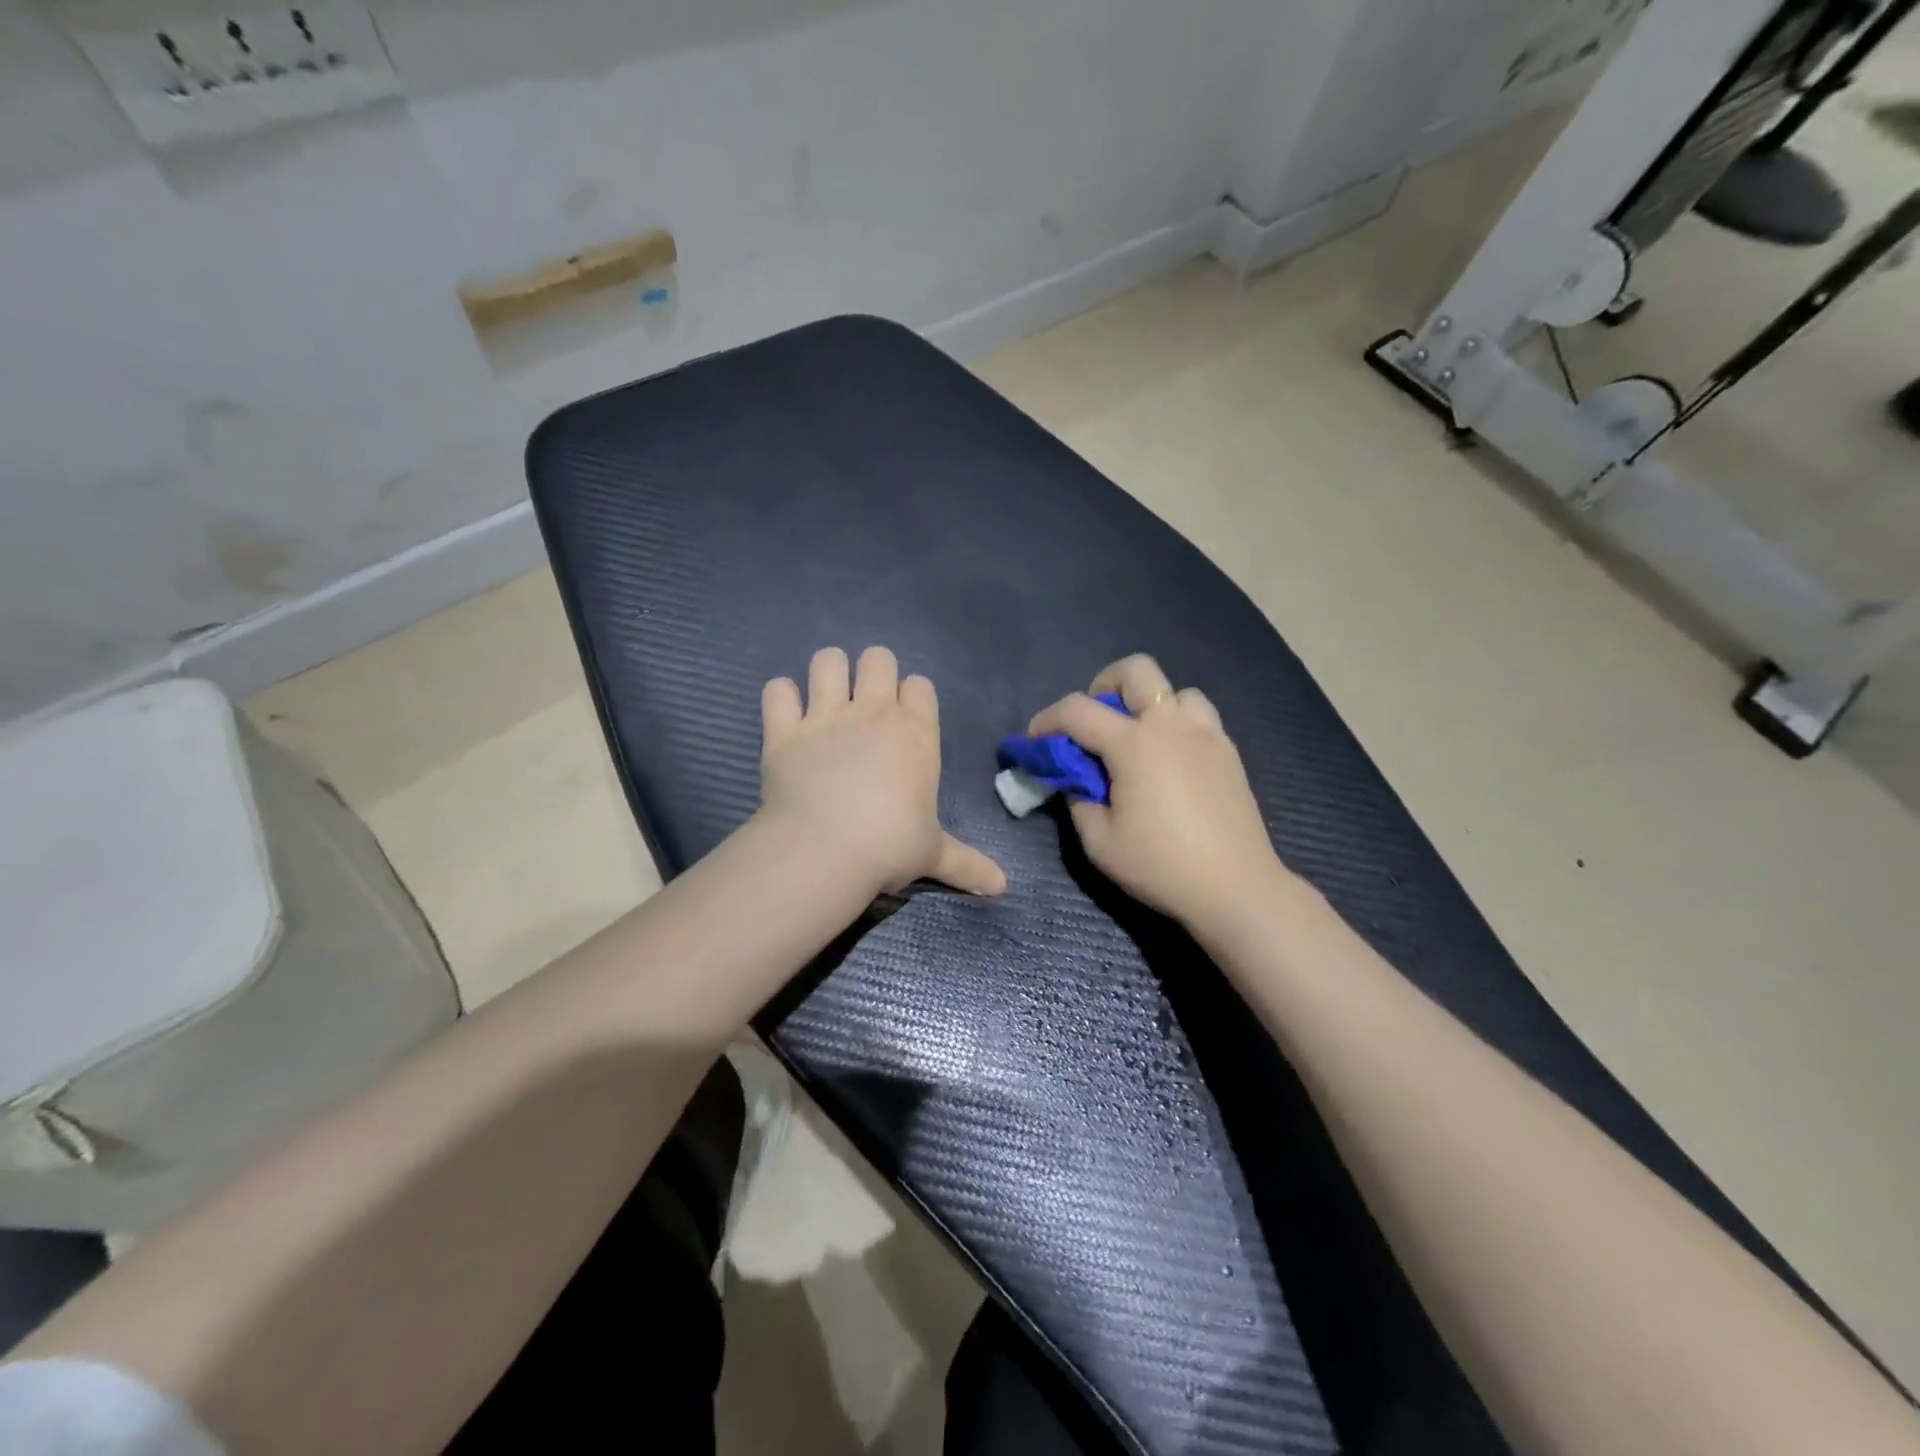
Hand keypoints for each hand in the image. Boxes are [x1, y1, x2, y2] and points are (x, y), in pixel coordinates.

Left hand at [759, 647, 1006, 897]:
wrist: (824, 851)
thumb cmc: (889, 847)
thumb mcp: (933, 855)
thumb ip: (967, 864)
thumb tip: (1004, 886)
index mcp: (916, 734)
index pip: (920, 685)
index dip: (912, 697)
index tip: (905, 720)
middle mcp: (873, 713)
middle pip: (877, 658)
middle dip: (873, 672)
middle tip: (865, 704)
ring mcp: (826, 716)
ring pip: (827, 661)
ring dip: (828, 673)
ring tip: (826, 699)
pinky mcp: (784, 729)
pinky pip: (778, 690)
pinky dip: (781, 698)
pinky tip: (786, 716)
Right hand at [1030, 654, 1282, 924]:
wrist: (1235, 888)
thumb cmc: (1161, 866)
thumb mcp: (1099, 842)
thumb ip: (1078, 800)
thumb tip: (1076, 780)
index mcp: (1135, 744)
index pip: (1078, 710)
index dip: (1047, 720)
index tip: (1035, 740)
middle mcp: (1171, 725)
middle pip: (1136, 670)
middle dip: (1104, 685)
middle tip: (1096, 723)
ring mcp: (1206, 734)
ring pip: (1175, 690)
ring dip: (1149, 704)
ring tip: (1139, 739)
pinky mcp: (1228, 751)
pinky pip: (1199, 715)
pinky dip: (1176, 723)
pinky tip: (1170, 759)